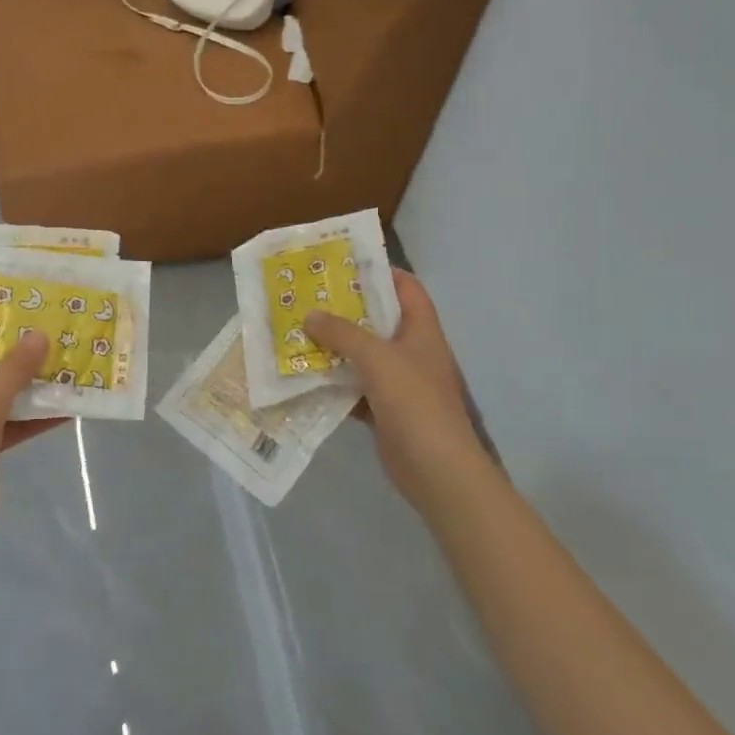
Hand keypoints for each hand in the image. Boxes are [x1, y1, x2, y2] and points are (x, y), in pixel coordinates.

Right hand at [306, 270, 485, 512]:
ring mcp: (399, 384)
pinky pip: (354, 388)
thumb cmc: (415, 403)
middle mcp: (412, 353)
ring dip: (334, 347)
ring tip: (297, 331)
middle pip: (379, 320)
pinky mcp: (384, 411)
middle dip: (345, 310)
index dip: (382, 272)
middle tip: (308, 297)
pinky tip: (305, 375)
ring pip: (362, 356)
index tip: (345, 264)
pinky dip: (333, 383)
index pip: (407, 288)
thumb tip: (310, 315)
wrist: (437, 470)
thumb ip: (343, 334)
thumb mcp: (378, 358)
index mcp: (422, 331)